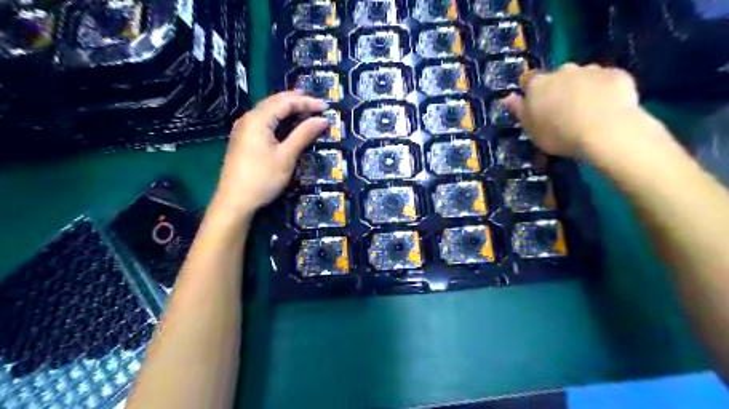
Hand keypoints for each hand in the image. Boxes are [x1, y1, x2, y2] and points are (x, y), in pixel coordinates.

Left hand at [213, 90, 329, 218]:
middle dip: (297, 101)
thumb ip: (304, 135)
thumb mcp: (286, 156)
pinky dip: (278, 118)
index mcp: (258, 119)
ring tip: (306, 110)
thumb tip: (323, 120)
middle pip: (274, 101)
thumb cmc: (262, 178)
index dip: (306, 101)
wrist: (234, 202)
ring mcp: (243, 129)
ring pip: (268, 110)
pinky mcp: (243, 139)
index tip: (326, 106)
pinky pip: (263, 120)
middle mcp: (248, 118)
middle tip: (317, 105)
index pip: (285, 102)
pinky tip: (287, 124)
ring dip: (287, 108)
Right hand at [508, 63, 638, 156]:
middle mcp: (563, 71)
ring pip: (583, 77)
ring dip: (582, 88)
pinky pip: (607, 81)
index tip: (536, 106)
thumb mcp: (531, 129)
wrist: (605, 130)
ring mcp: (592, 70)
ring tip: (587, 111)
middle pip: (557, 77)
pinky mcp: (617, 74)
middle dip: (559, 89)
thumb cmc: (558, 134)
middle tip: (563, 111)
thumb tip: (507, 97)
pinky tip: (608, 108)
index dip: (532, 92)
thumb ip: (519, 111)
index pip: (529, 80)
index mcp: (538, 84)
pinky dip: (605, 90)